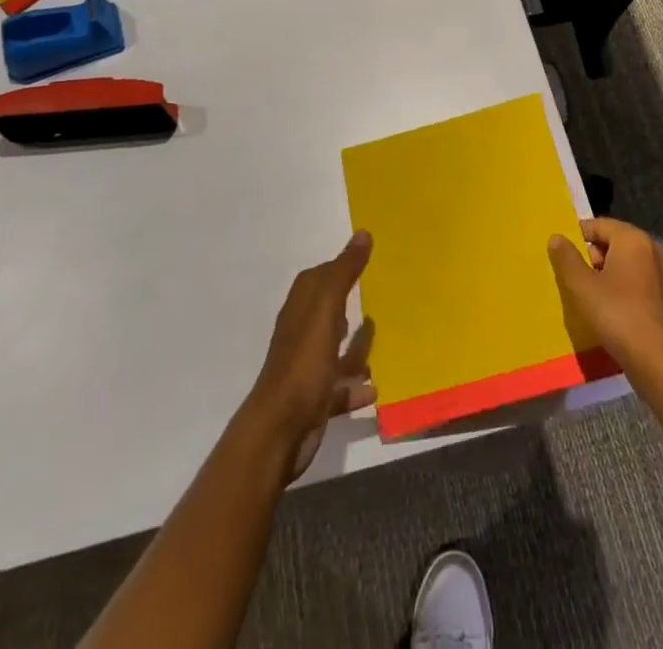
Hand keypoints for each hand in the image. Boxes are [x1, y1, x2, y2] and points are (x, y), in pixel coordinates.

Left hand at [242, 231, 376, 479]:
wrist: (280, 430)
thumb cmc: (304, 363)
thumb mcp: (326, 311)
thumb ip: (344, 273)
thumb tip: (362, 233)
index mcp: (302, 308)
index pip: (319, 278)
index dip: (339, 267)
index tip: (366, 259)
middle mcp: (302, 333)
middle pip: (328, 312)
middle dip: (349, 305)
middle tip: (380, 298)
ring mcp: (308, 367)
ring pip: (335, 350)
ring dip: (355, 348)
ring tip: (382, 342)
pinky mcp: (315, 399)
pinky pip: (340, 387)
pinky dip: (356, 386)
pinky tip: (375, 388)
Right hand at [547, 218, 662, 372]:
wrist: (656, 359)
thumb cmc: (617, 313)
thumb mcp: (582, 285)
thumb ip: (566, 258)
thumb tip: (556, 237)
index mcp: (632, 239)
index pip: (598, 225)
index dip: (577, 237)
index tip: (561, 255)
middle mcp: (650, 250)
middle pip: (612, 243)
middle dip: (590, 257)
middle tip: (572, 277)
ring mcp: (660, 275)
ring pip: (623, 264)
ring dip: (604, 275)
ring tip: (585, 295)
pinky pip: (634, 282)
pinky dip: (619, 289)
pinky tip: (606, 309)